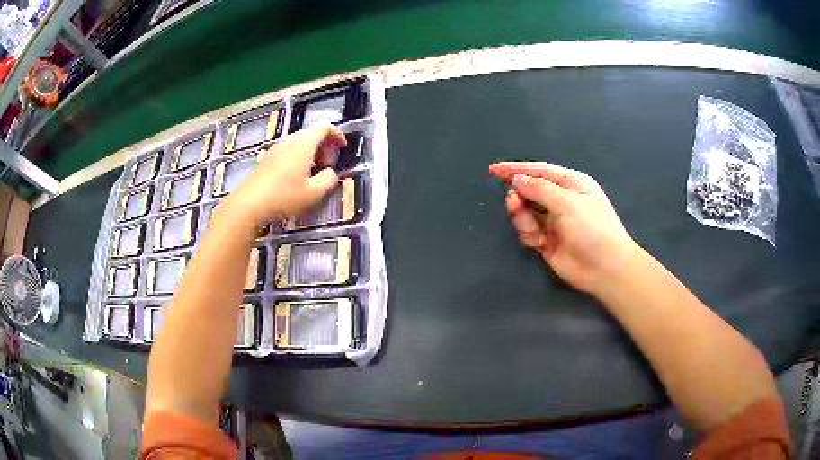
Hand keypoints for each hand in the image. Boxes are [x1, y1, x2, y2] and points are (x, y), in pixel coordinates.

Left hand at [223, 124, 346, 226]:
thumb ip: (329, 180)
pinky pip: (288, 151)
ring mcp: (275, 149)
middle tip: (328, 165)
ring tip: (313, 173)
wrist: (248, 205)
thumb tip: (331, 173)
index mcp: (303, 145)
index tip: (343, 148)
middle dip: (324, 146)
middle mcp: (289, 142)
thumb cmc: (283, 197)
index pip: (324, 127)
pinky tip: (296, 177)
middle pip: (311, 133)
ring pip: (299, 142)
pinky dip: (298, 157)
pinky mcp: (266, 160)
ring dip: (311, 152)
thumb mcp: (314, 193)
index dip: (337, 134)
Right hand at [489, 162, 638, 293]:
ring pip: (525, 212)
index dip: (516, 169)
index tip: (494, 170)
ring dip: (524, 219)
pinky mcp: (547, 240)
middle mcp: (561, 199)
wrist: (605, 268)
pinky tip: (541, 243)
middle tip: (514, 204)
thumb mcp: (568, 203)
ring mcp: (553, 221)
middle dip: (519, 197)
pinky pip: (528, 231)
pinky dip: (530, 235)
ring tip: (535, 231)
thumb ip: (540, 189)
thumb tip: (517, 179)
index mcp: (570, 183)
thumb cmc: (592, 228)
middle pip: (529, 191)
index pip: (538, 171)